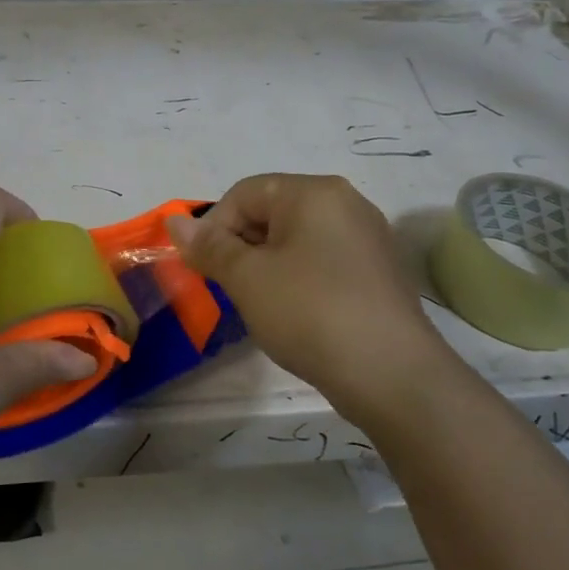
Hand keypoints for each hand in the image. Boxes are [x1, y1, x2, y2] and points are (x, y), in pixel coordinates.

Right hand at [168, 173, 451, 424]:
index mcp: (315, 192)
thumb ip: (209, 246)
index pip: (245, 193)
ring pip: (297, 240)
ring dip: (267, 266)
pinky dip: (299, 280)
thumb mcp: (247, 278)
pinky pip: (323, 263)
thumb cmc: (310, 313)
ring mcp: (368, 239)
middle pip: (272, 212)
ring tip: (261, 305)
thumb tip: (175, 222)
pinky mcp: (379, 274)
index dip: (214, 227)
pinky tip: (296, 315)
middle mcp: (346, 204)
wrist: (393, 376)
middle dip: (241, 246)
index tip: (205, 269)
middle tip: (230, 288)